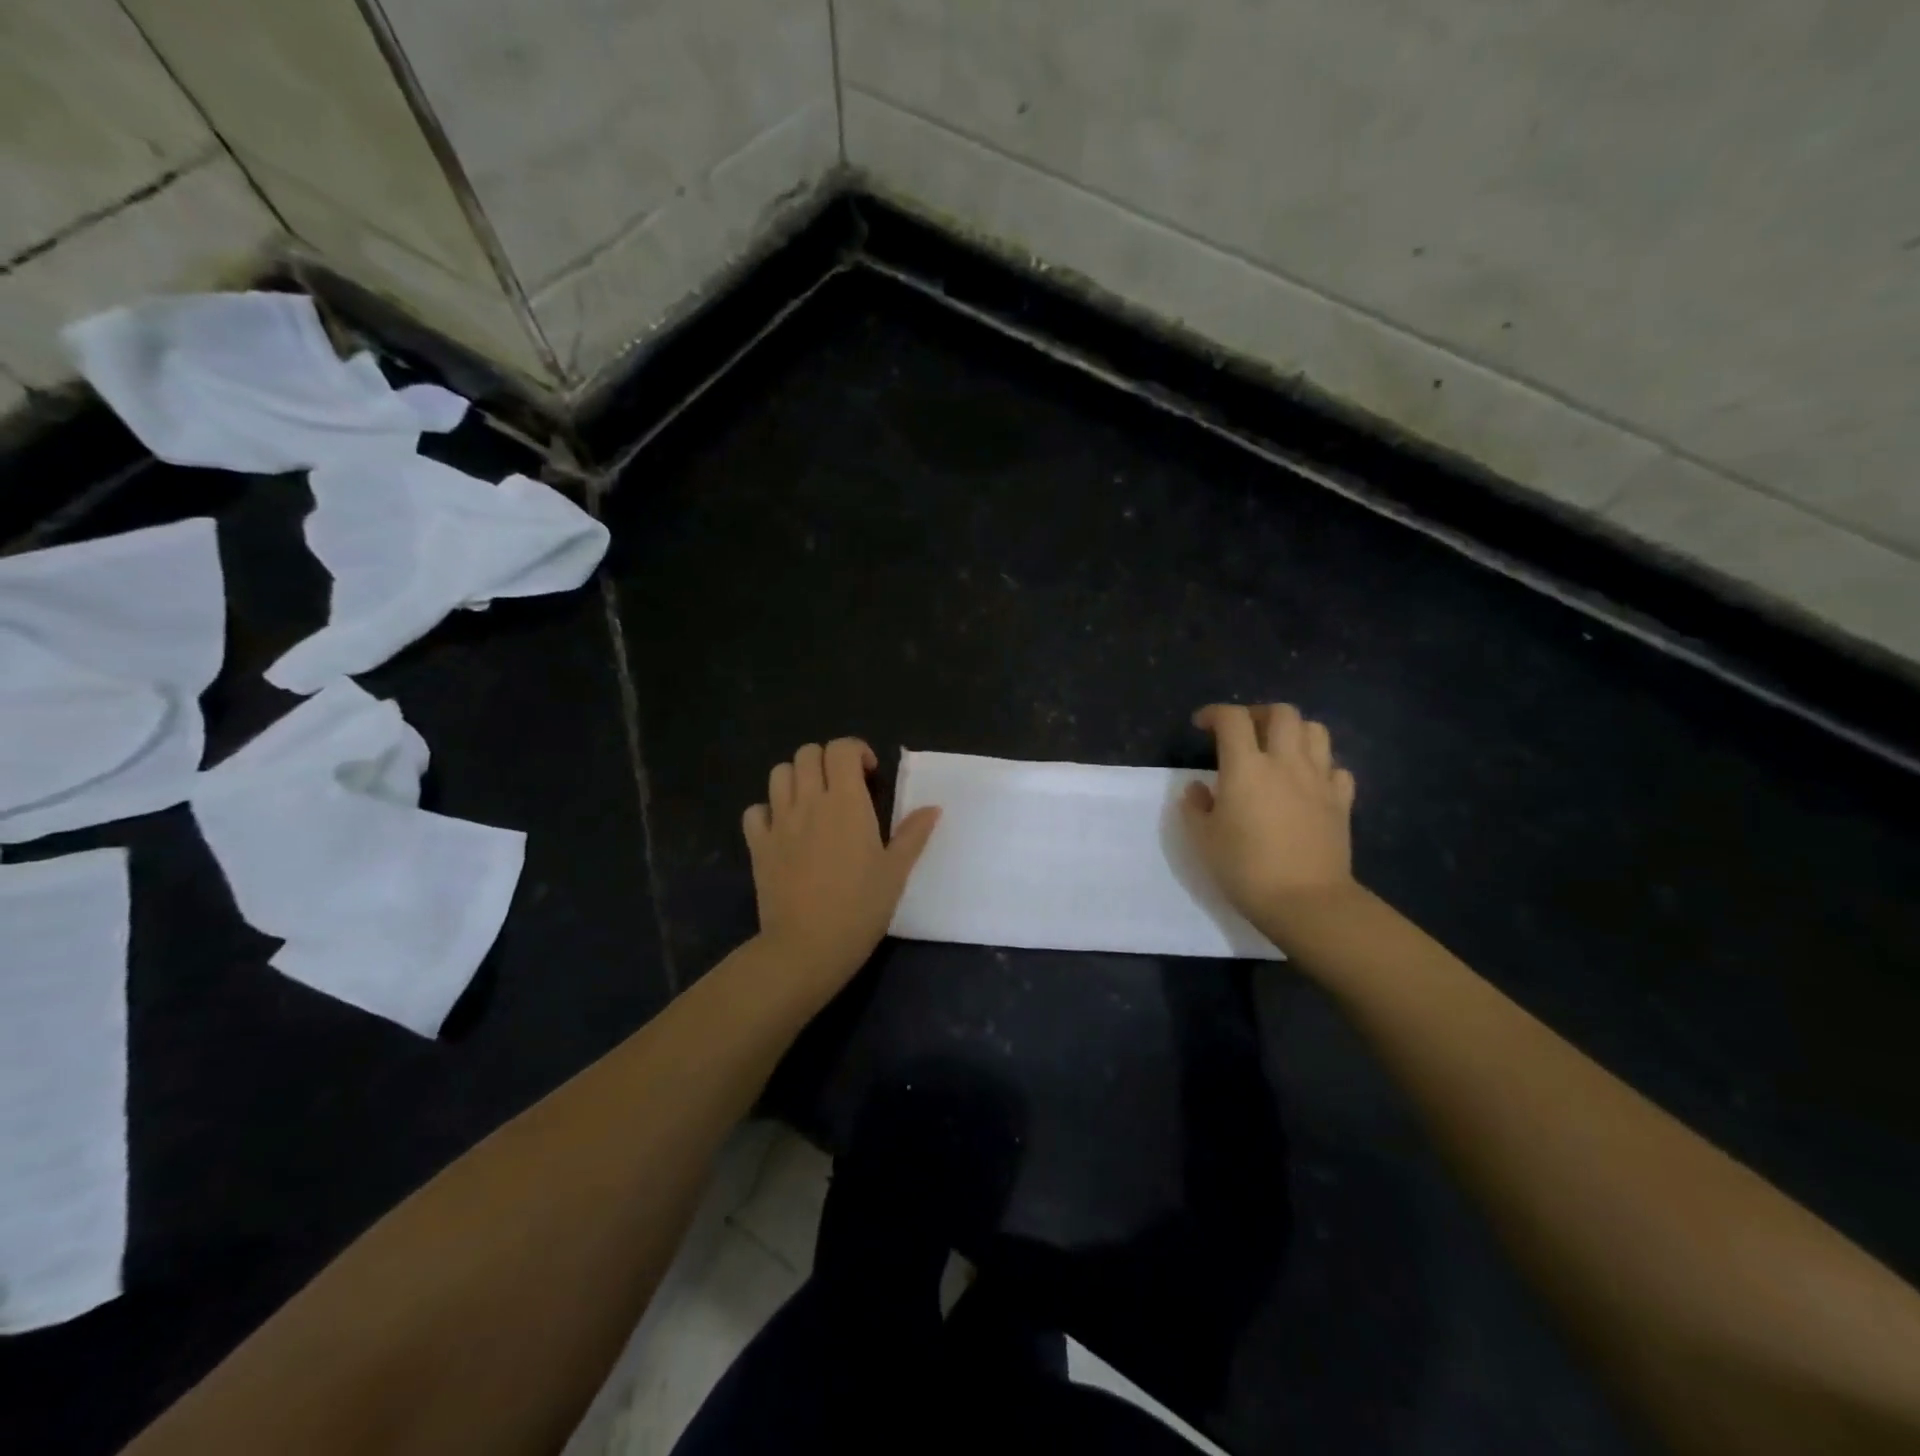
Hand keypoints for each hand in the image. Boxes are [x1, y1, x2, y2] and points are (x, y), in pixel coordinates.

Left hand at [743, 738, 940, 1000]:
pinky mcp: (758, 845)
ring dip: (796, 778)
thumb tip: (933, 808)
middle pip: (807, 753)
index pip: (842, 748)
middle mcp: (809, 801)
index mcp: (847, 802)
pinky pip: (755, 811)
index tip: (869, 776)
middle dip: (826, 760)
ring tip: (813, 802)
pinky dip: (768, 811)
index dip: (856, 751)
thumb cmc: (860, 908)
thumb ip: (913, 834)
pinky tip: (783, 829)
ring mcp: (779, 822)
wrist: (807, 946)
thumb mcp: (896, 872)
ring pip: (778, 773)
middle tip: (842, 787)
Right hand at [1183, 703, 1357, 938]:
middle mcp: (1285, 762)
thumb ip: (1196, 807)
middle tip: (1245, 732)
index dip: (1214, 713)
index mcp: (1246, 767)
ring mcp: (1319, 780)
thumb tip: (1199, 788)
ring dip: (1294, 732)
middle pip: (1282, 713)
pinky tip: (1308, 782)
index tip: (1201, 725)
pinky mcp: (1342, 802)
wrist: (1305, 902)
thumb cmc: (1245, 868)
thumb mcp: (1204, 839)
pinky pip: (1337, 769)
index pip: (1232, 719)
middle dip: (1259, 713)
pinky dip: (1322, 767)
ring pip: (1315, 731)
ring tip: (1279, 749)